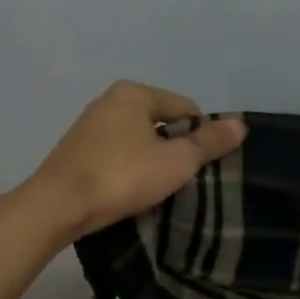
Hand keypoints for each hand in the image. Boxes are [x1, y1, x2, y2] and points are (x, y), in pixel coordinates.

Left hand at [20, 81, 246, 240]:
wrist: (58, 206)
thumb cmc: (123, 176)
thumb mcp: (176, 161)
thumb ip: (209, 143)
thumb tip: (241, 124)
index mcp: (133, 92)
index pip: (185, 108)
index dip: (201, 137)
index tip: (202, 168)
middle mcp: (108, 101)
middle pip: (160, 124)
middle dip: (175, 150)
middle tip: (183, 182)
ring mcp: (88, 127)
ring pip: (137, 142)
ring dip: (151, 163)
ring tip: (158, 191)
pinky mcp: (75, 153)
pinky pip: (116, 157)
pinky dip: (128, 171)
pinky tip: (131, 193)